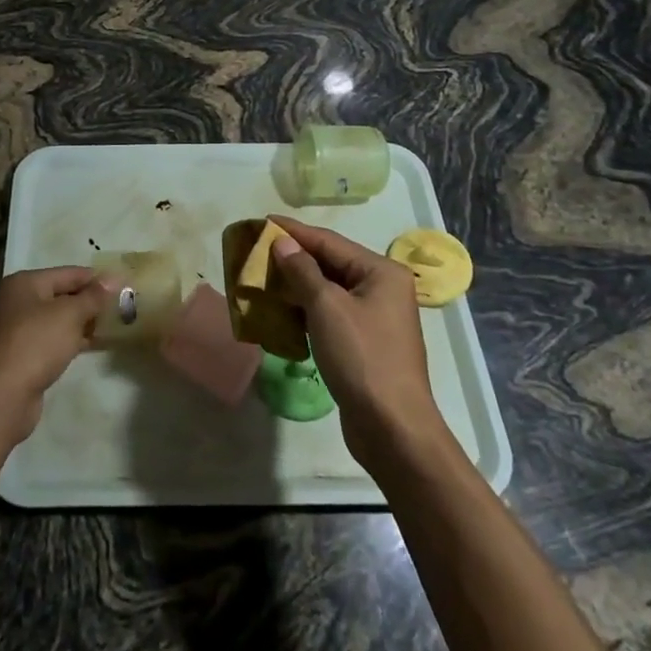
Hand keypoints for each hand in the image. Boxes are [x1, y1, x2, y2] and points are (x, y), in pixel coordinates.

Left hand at [0, 266, 110, 447]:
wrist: (1, 398)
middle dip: (91, 301)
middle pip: (62, 295)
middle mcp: (18, 301)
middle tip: (123, 306)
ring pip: (58, 319)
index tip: (125, 284)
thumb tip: (115, 276)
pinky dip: (72, 340)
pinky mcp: (22, 356)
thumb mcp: (69, 315)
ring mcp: (18, 330)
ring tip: (115, 325)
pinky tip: (94, 345)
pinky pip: (53, 340)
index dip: (97, 278)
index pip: (69, 273)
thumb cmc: (35, 344)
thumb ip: (93, 296)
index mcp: (25, 283)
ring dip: (83, 322)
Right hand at [267, 215, 450, 473]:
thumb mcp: (326, 308)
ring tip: (262, 279)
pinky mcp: (365, 343)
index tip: (262, 221)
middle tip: (257, 251)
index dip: (294, 231)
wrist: (392, 429)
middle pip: (330, 264)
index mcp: (381, 272)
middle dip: (293, 259)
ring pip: (328, 291)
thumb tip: (282, 242)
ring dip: (296, 286)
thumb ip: (302, 270)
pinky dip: (306, 311)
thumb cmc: (362, 358)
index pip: (330, 241)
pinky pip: (330, 315)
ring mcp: (375, 318)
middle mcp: (382, 288)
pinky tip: (281, 313)